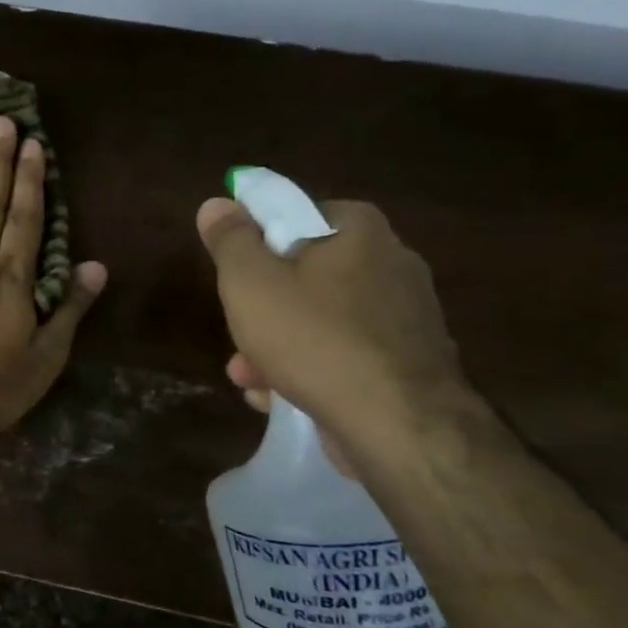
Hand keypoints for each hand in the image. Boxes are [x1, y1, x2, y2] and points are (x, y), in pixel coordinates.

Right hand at [197, 197, 465, 454]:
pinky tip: (280, 399)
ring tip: (248, 378)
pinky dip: (312, 372)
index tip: (237, 277)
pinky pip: (346, 357)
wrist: (397, 424)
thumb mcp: (250, 283)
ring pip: (323, 322)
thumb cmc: (314, 338)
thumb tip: (217, 203)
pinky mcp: (410, 364)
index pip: (299, 216)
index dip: (260, 244)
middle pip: (306, 275)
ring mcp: (406, 317)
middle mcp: (393, 263)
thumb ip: (230, 241)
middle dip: (263, 309)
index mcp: (360, 231)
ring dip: (278, 347)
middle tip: (238, 335)